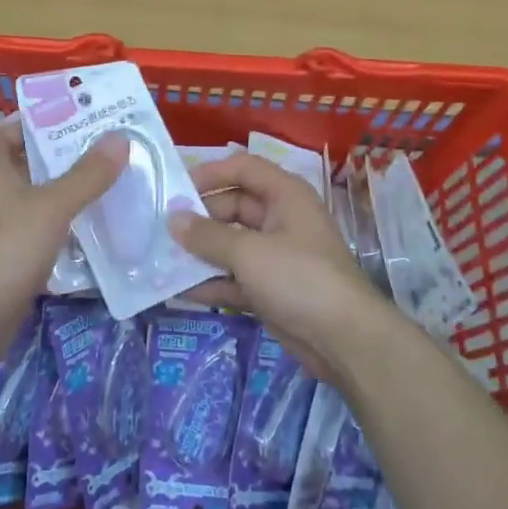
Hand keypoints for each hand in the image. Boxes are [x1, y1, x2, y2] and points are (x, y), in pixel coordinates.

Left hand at [0, 119, 127, 330]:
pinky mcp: (9, 257)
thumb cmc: (6, 249)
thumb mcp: (51, 206)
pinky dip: (63, 225)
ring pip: (37, 199)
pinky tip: (93, 226)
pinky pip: (40, 230)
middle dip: (63, 157)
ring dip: (66, 192)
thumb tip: (119, 138)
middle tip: (105, 148)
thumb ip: (86, 174)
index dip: (35, 123)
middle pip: (28, 165)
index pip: (7, 132)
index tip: (73, 119)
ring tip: (109, 181)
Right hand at [166, 151, 398, 378]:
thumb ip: (206, 235)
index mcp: (285, 196)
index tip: (176, 189)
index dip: (211, 173)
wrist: (345, 340)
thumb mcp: (248, 252)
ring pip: (231, 244)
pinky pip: (235, 277)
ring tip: (162, 258)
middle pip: (233, 207)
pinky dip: (212, 282)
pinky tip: (180, 291)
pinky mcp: (272, 289)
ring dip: (201, 252)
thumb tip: (173, 219)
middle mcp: (281, 219)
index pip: (243, 168)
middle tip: (162, 229)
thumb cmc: (298, 278)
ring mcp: (277, 256)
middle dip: (199, 218)